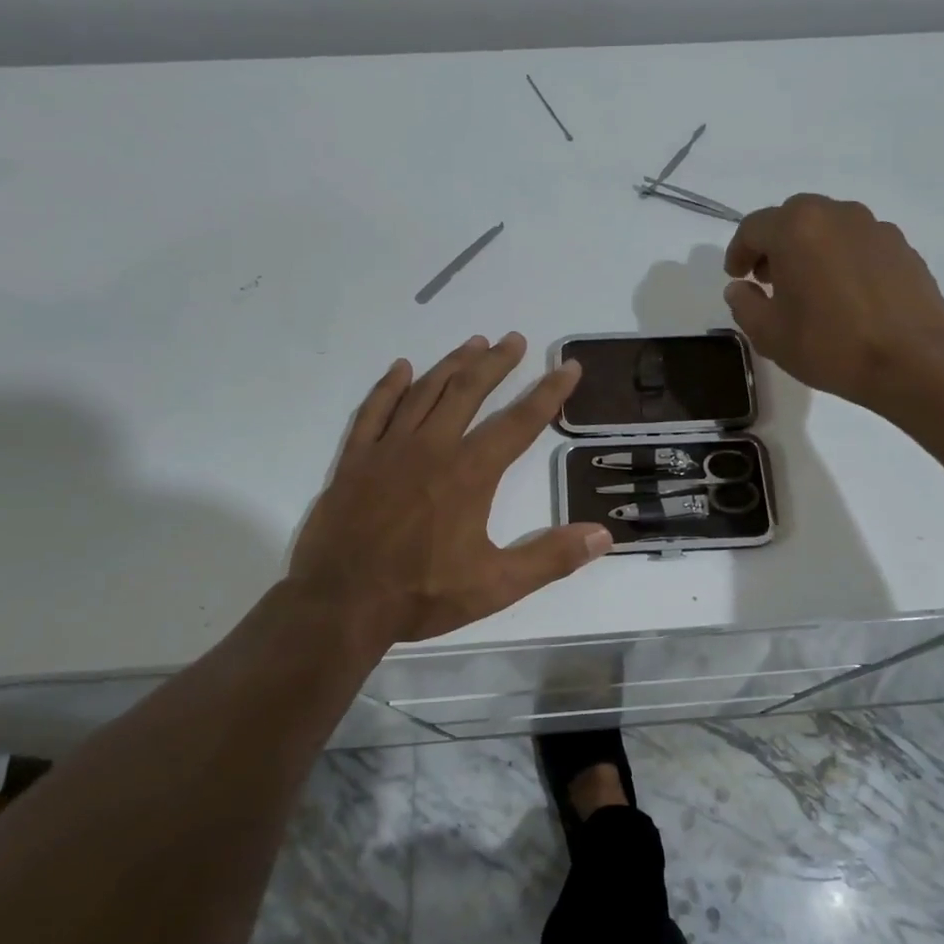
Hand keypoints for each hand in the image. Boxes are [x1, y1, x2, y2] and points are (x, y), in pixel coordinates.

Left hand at [287, 333, 611, 644]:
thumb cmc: (421, 594)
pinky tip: (401, 368)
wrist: (340, 604)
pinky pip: (373, 411)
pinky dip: (389, 387)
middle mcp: (432, 447)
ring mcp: (389, 449)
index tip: (568, 366)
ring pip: (425, 392)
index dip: (548, 392)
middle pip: (469, 391)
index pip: (519, 422)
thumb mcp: (496, 585)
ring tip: (474, 343)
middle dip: (496, 362)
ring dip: (452, 364)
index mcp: (470, 473)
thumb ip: (550, 558)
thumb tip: (603, 535)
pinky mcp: (355, 460)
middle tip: (515, 339)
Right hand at [723, 194, 943, 414]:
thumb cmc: (829, 345)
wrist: (912, 360)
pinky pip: (859, 243)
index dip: (738, 252)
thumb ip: (744, 304)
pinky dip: (842, 258)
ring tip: (809, 287)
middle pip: (793, 218)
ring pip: (830, 227)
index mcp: (796, 228)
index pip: (753, 228)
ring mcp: (875, 228)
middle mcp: (836, 215)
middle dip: (775, 244)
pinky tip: (845, 294)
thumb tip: (739, 288)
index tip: (736, 277)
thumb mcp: (769, 334)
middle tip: (768, 279)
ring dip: (810, 248)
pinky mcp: (902, 247)